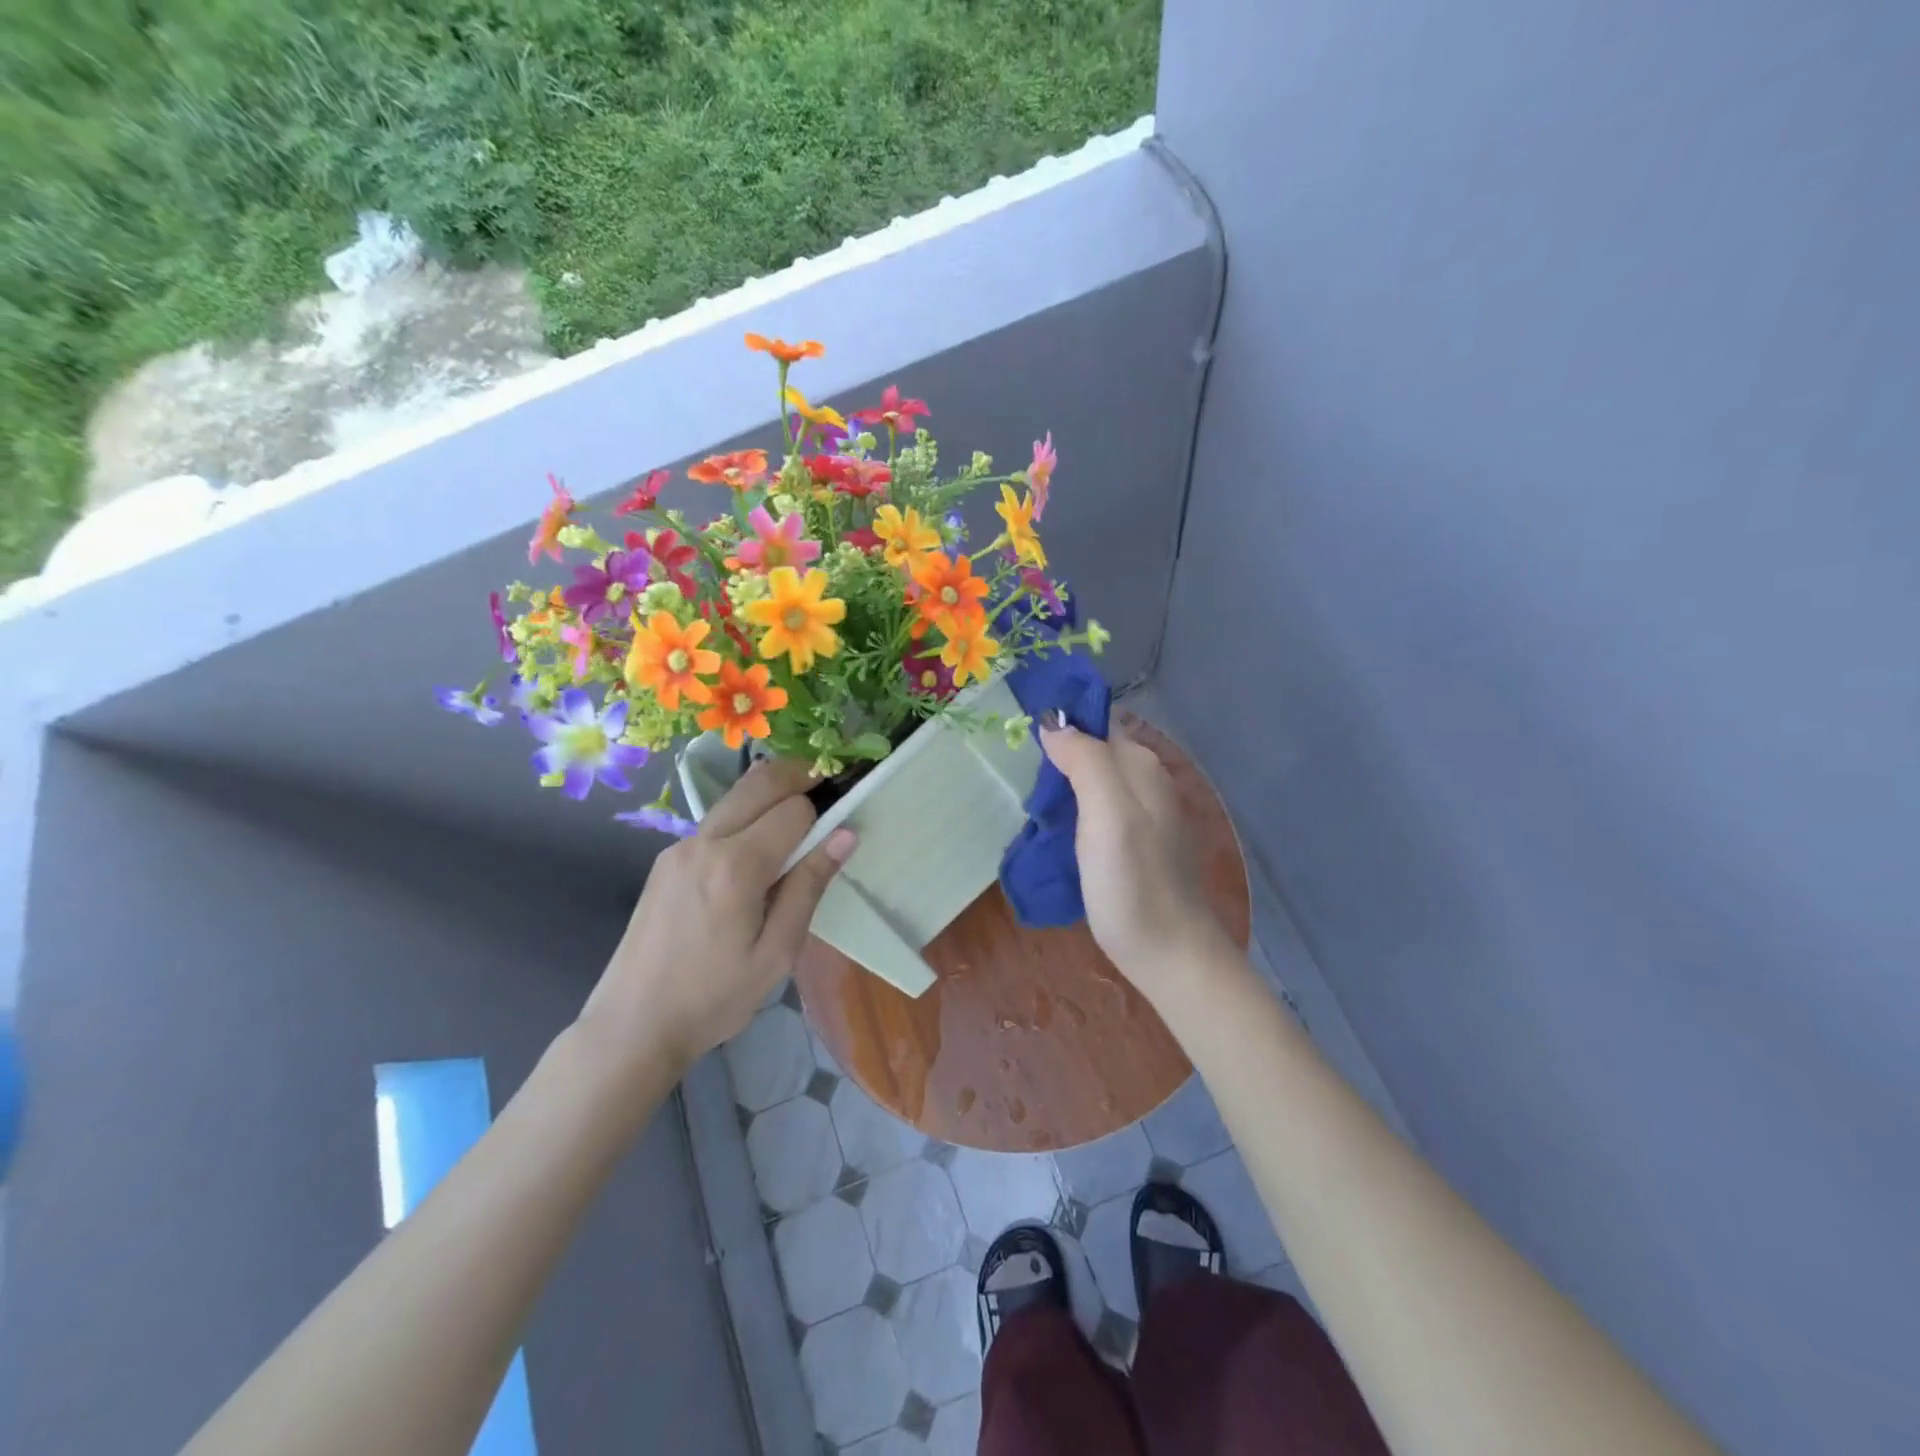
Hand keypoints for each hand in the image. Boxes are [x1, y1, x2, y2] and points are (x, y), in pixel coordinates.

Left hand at [580, 760, 854, 1075]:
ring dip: (770, 792)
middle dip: (799, 775)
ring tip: (797, 818)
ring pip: (735, 796)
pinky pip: (716, 820)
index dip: (822, 813)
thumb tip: (845, 834)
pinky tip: (756, 850)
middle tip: (827, 786)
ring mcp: (679, 847)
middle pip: (760, 781)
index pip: (793, 809)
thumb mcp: (777, 951)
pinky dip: (745, 815)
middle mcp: (705, 842)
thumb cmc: (715, 997)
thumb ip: (809, 886)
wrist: (633, 1025)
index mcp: (736, 866)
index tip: (839, 823)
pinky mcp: (666, 859)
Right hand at [1041, 722, 1232, 1000]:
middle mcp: (1146, 782)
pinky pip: (1096, 810)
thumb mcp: (1108, 814)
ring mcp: (1143, 815)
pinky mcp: (1134, 845)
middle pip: (1094, 749)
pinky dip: (1072, 810)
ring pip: (1093, 781)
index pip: (1098, 721)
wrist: (1168, 953)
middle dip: (1057, 751)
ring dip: (1061, 782)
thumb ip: (1085, 760)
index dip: (1062, 719)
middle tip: (1012, 767)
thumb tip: (1054, 721)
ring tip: (1024, 795)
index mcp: (1141, 766)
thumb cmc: (1133, 882)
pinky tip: (1051, 827)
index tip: (1017, 729)